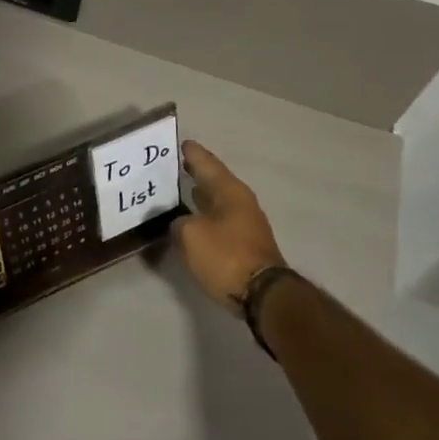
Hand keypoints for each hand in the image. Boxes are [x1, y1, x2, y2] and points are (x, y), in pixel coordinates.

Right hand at [176, 141, 286, 309]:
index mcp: (230, 191)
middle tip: (176, 165)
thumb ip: (180, 223)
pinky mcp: (245, 245)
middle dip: (197, 173)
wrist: (262, 295)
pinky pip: (220, 221)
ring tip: (182, 189)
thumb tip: (180, 223)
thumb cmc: (226, 256)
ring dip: (202, 196)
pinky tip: (193, 219)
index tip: (181, 143)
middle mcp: (241, 202)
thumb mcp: (191, 236)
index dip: (193, 154)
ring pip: (218, 202)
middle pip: (215, 181)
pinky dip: (206, 215)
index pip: (207, 164)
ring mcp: (246, 224)